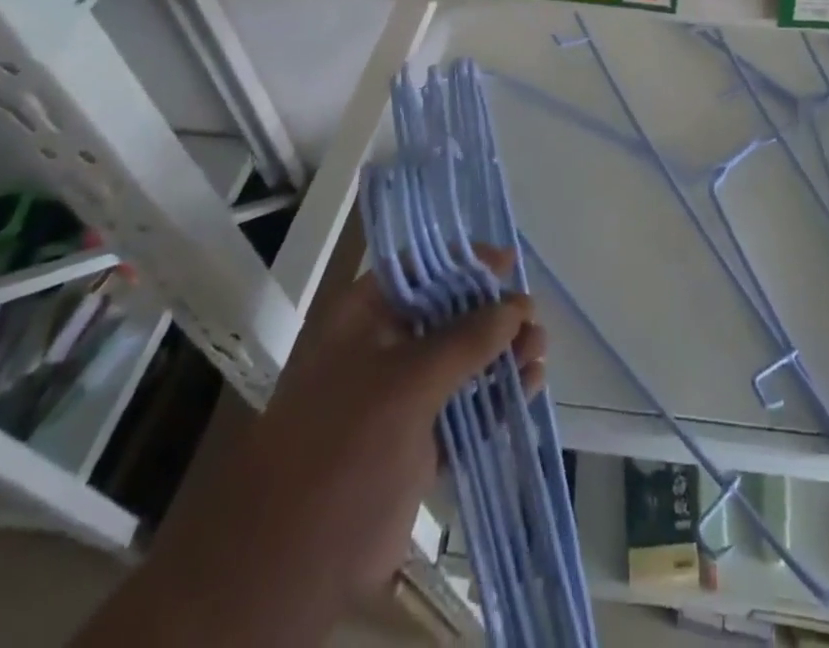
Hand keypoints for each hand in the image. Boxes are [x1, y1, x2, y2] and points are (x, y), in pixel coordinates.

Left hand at [257, 251, 546, 601]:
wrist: (289, 566)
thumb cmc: (343, 445)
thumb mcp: (407, 380)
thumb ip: (467, 339)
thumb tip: (518, 305)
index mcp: (363, 318)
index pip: (420, 271)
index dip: (465, 262)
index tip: (510, 263)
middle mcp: (382, 349)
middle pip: (448, 315)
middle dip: (493, 313)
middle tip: (532, 318)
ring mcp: (399, 399)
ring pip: (462, 363)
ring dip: (502, 355)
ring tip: (539, 351)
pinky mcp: (417, 445)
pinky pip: (466, 409)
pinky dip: (496, 399)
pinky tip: (530, 387)